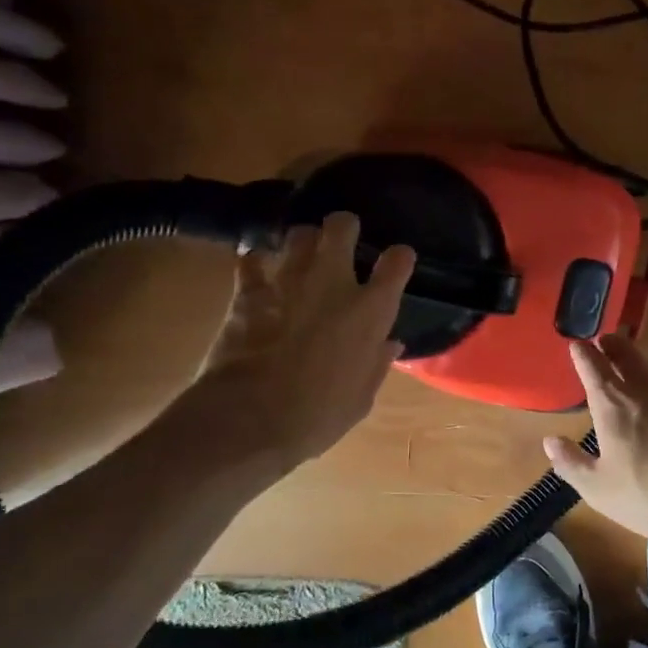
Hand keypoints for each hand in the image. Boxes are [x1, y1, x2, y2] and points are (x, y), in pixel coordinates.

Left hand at [181, 212, 414, 475]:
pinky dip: (255, 261)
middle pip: (341, 227)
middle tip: (342, 238)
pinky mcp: (249, 291)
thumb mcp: (360, 399)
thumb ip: (376, 364)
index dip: (399, 257)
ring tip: (301, 252)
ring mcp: (288, 282)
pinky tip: (256, 267)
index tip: (396, 261)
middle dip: (344, 227)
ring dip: (303, 241)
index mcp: (370, 311)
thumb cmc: (317, 416)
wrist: (251, 420)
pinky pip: (251, 260)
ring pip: (298, 235)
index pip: (398, 261)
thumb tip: (390, 343)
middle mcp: (333, 283)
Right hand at [542, 334, 647, 544]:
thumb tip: (550, 442)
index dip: (581, 352)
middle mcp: (646, 388)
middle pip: (627, 352)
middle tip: (605, 341)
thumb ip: (572, 463)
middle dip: (612, 344)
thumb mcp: (600, 489)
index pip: (592, 365)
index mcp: (613, 403)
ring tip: (640, 367)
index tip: (575, 345)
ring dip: (644, 360)